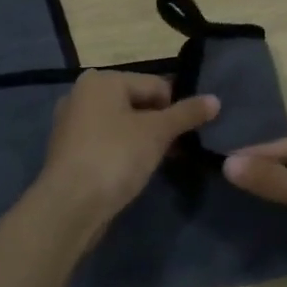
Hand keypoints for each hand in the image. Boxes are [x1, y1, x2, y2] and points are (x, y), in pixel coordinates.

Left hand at [38, 70, 218, 242]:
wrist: (70, 206)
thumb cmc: (115, 157)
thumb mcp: (157, 132)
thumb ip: (187, 114)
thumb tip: (215, 100)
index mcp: (101, 80)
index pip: (155, 84)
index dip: (177, 108)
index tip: (188, 135)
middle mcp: (82, 94)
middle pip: (137, 102)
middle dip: (160, 124)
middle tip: (177, 149)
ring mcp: (73, 124)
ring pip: (123, 124)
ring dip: (144, 140)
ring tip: (159, 161)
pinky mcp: (70, 151)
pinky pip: (108, 143)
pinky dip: (124, 152)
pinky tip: (134, 171)